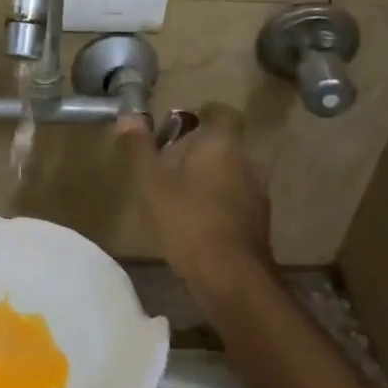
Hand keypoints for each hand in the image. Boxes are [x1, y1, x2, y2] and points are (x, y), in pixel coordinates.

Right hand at [115, 104, 273, 286]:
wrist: (229, 275)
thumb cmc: (186, 219)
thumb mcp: (151, 182)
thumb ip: (140, 148)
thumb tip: (128, 116)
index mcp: (222, 144)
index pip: (220, 112)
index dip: (199, 115)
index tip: (176, 128)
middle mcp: (247, 161)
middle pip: (223, 144)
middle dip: (197, 150)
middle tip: (165, 165)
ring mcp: (257, 192)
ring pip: (230, 172)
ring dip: (207, 178)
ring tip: (177, 196)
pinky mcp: (259, 221)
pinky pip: (235, 199)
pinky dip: (217, 203)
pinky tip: (195, 222)